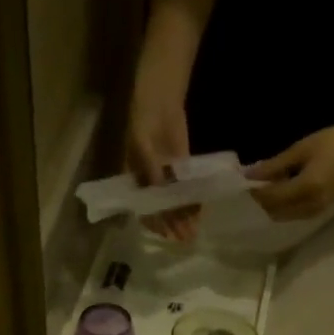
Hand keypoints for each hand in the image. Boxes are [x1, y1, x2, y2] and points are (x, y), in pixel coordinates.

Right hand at [126, 82, 200, 242]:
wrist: (160, 97)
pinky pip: (187, 189)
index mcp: (133, 180)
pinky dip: (193, 201)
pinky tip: (199, 212)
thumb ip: (151, 169)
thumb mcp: (142, 143)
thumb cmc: (143, 118)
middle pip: (160, 210)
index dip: (153, 222)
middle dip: (172, 225)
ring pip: (175, 203)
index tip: (164, 233)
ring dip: (183, 217)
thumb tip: (161, 192)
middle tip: (184, 238)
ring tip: (193, 231)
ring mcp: (166, 177)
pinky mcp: (182, 169)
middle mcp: (149, 183)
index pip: (142, 208)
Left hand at [246, 114, 333, 220]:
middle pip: (275, 212)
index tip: (243, 184)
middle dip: (261, 202)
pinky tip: (279, 190)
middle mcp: (310, 205)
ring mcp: (315, 211)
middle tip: (251, 187)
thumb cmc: (330, 141)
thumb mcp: (299, 150)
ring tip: (265, 187)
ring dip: (271, 205)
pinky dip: (282, 206)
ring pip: (283, 216)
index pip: (272, 198)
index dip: (256, 193)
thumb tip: (249, 175)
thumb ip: (274, 166)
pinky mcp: (318, 211)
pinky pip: (293, 214)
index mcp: (306, 188)